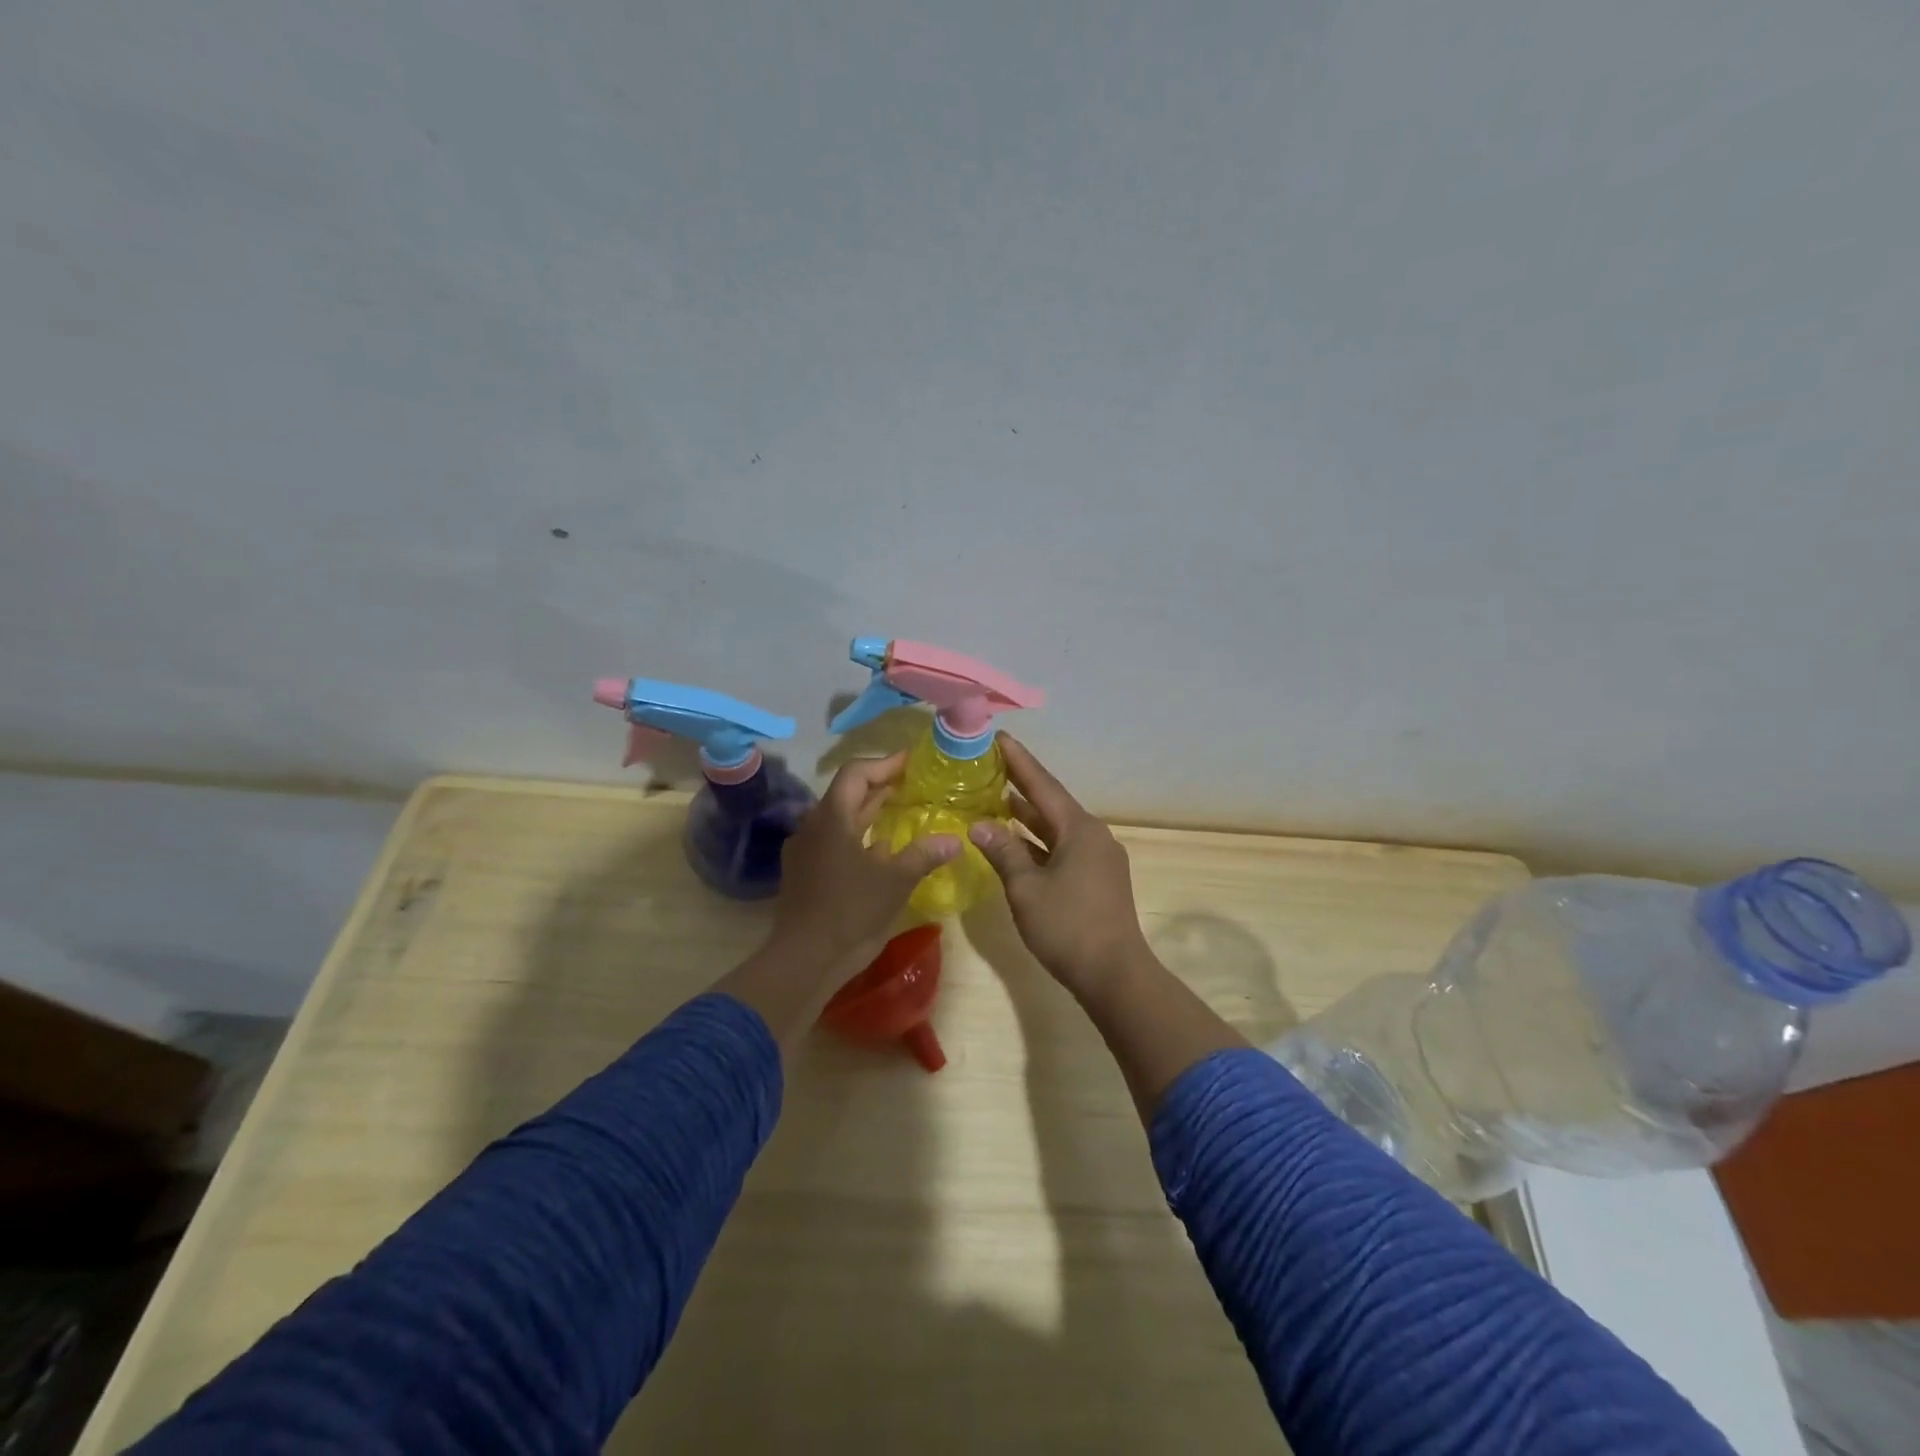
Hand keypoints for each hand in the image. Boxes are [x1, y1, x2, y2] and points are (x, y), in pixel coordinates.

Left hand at [769, 753, 960, 980]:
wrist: (804, 958)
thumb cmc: (850, 910)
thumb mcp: (895, 880)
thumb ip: (924, 854)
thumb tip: (955, 839)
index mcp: (832, 817)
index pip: (856, 773)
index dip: (885, 764)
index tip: (912, 763)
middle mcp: (813, 825)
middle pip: (847, 793)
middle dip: (880, 787)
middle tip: (913, 785)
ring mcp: (805, 850)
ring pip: (840, 819)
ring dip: (869, 812)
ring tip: (902, 812)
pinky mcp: (805, 872)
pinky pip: (833, 841)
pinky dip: (858, 837)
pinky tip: (881, 850)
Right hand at [968, 735, 1151, 1000]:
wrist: (1115, 975)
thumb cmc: (1068, 926)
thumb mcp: (1026, 888)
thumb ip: (1003, 852)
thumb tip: (979, 825)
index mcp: (1079, 829)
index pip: (1043, 785)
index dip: (1019, 761)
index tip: (999, 736)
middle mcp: (1093, 835)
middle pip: (1051, 803)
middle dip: (1021, 785)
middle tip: (990, 765)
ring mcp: (1098, 858)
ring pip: (1056, 828)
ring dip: (1027, 816)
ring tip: (996, 798)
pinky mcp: (1098, 879)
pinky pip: (1062, 848)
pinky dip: (1038, 842)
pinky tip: (1016, 843)